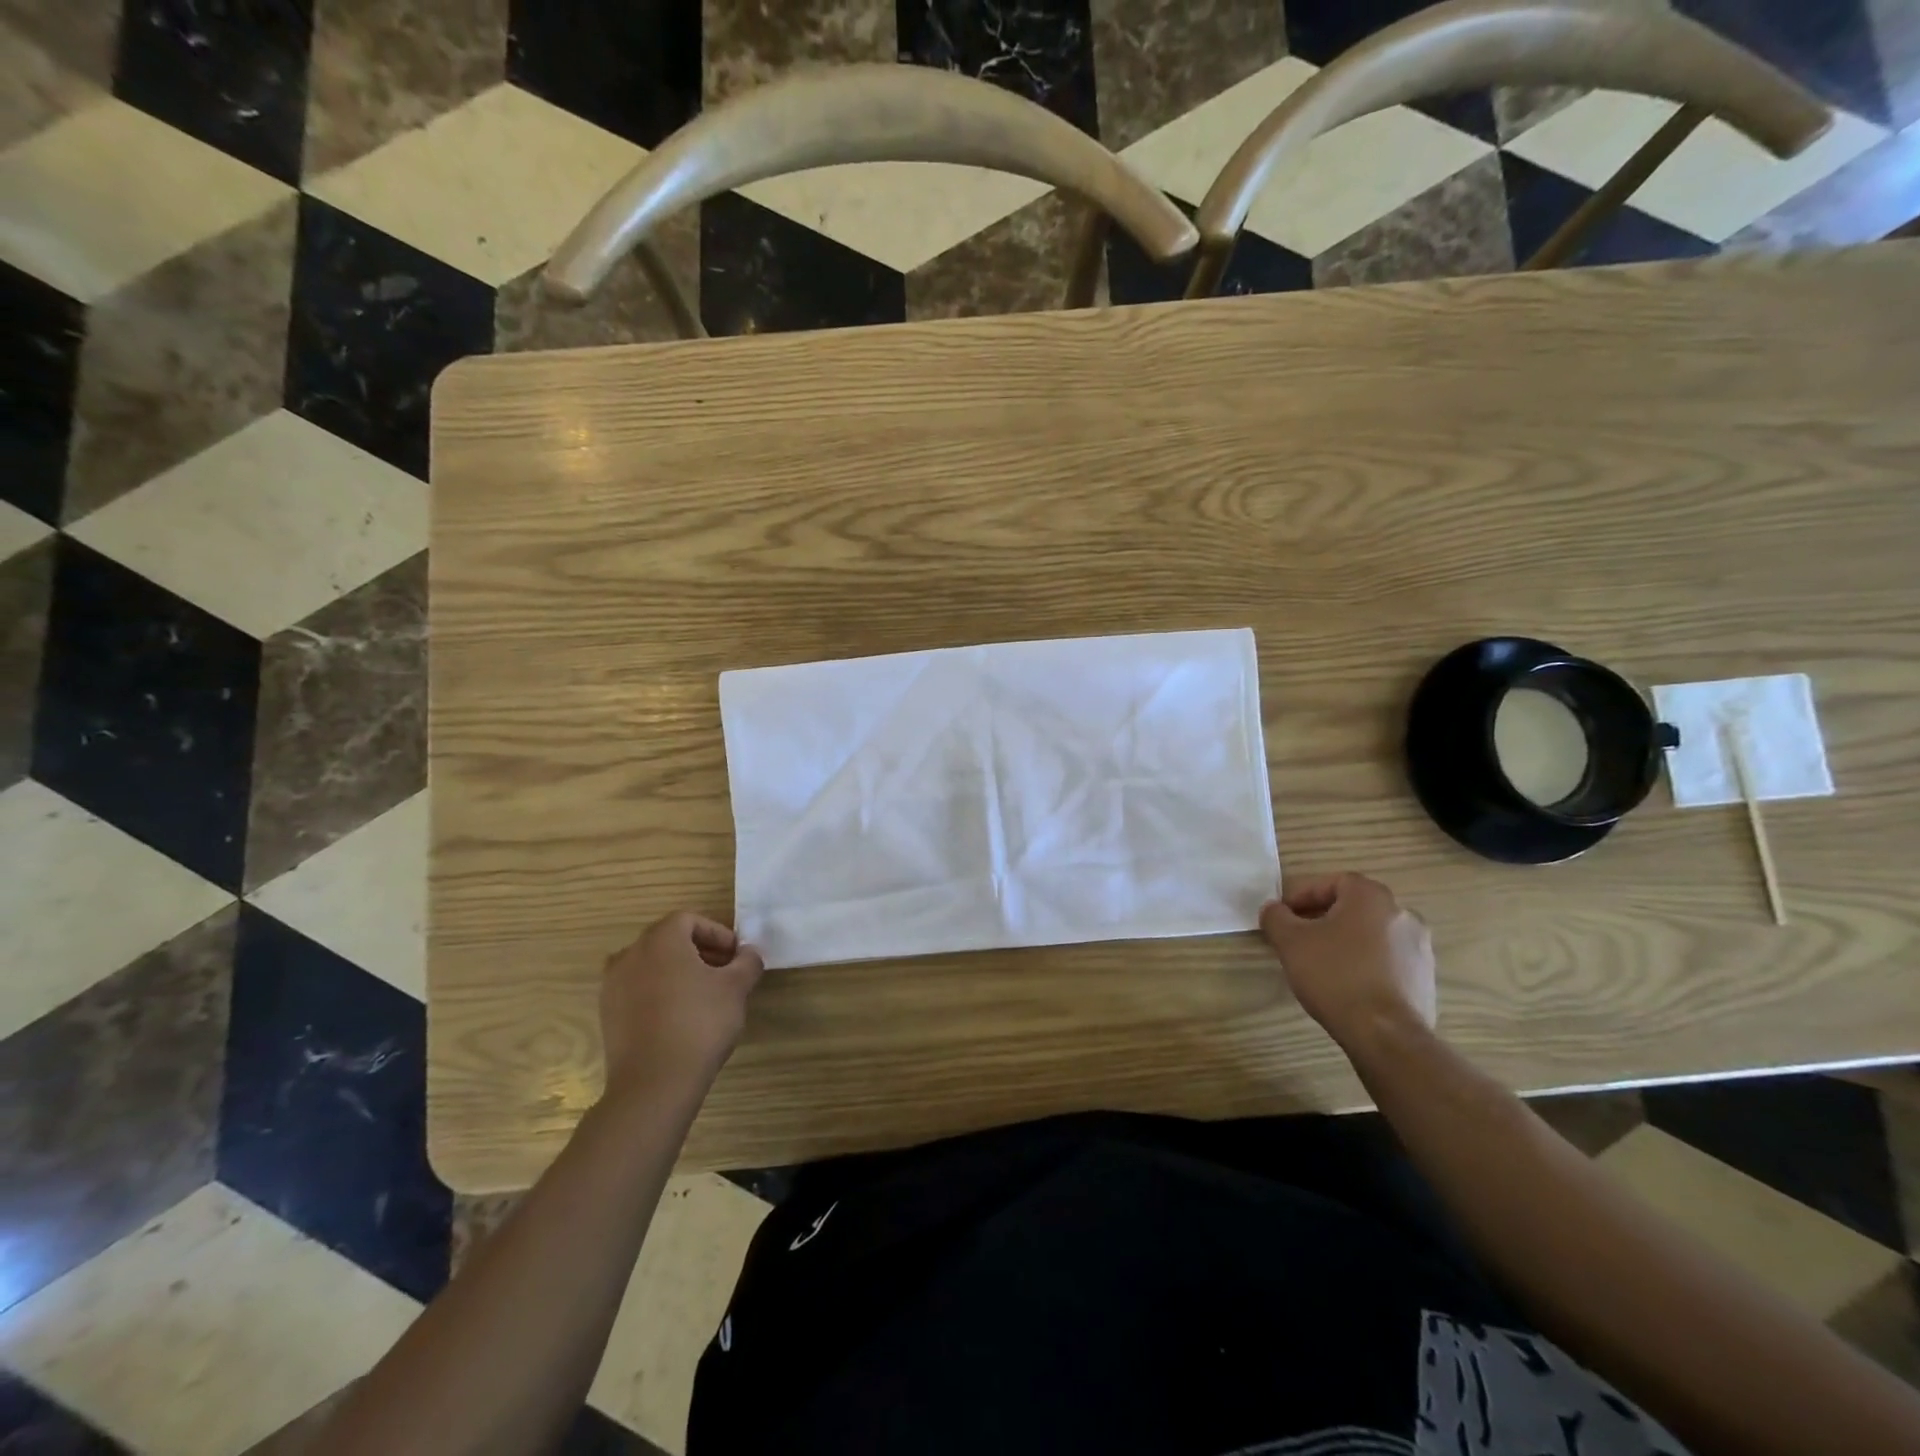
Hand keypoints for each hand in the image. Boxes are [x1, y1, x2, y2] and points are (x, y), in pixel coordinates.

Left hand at [599, 912, 763, 1096]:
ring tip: (703, 995)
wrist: (654, 1084)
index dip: (717, 933)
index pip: (689, 919)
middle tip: (724, 972)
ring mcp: (613, 986)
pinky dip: (659, 992)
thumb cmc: (700, 1024)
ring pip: (651, 965)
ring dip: (678, 971)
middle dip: (700, 950)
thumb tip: (748, 954)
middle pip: (668, 939)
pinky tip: (680, 1017)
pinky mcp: (607, 1014)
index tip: (736, 955)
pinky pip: (638, 990)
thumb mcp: (736, 988)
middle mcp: (630, 955)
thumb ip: (747, 962)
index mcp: (660, 940)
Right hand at [1259, 873, 1436, 1046]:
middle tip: (1299, 937)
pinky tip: (1347, 985)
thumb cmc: (1334, 975)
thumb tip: (1273, 909)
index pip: (1333, 882)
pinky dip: (1366, 963)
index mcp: (1371, 897)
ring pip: (1372, 934)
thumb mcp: (1290, 942)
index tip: (1285, 916)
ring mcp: (1420, 947)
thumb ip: (1276, 917)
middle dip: (1324, 918)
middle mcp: (1402, 914)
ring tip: (1322, 963)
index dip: (1304, 895)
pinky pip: (1388, 959)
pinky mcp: (1425, 978)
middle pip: (1354, 907)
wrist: (1386, 1034)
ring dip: (1346, 941)